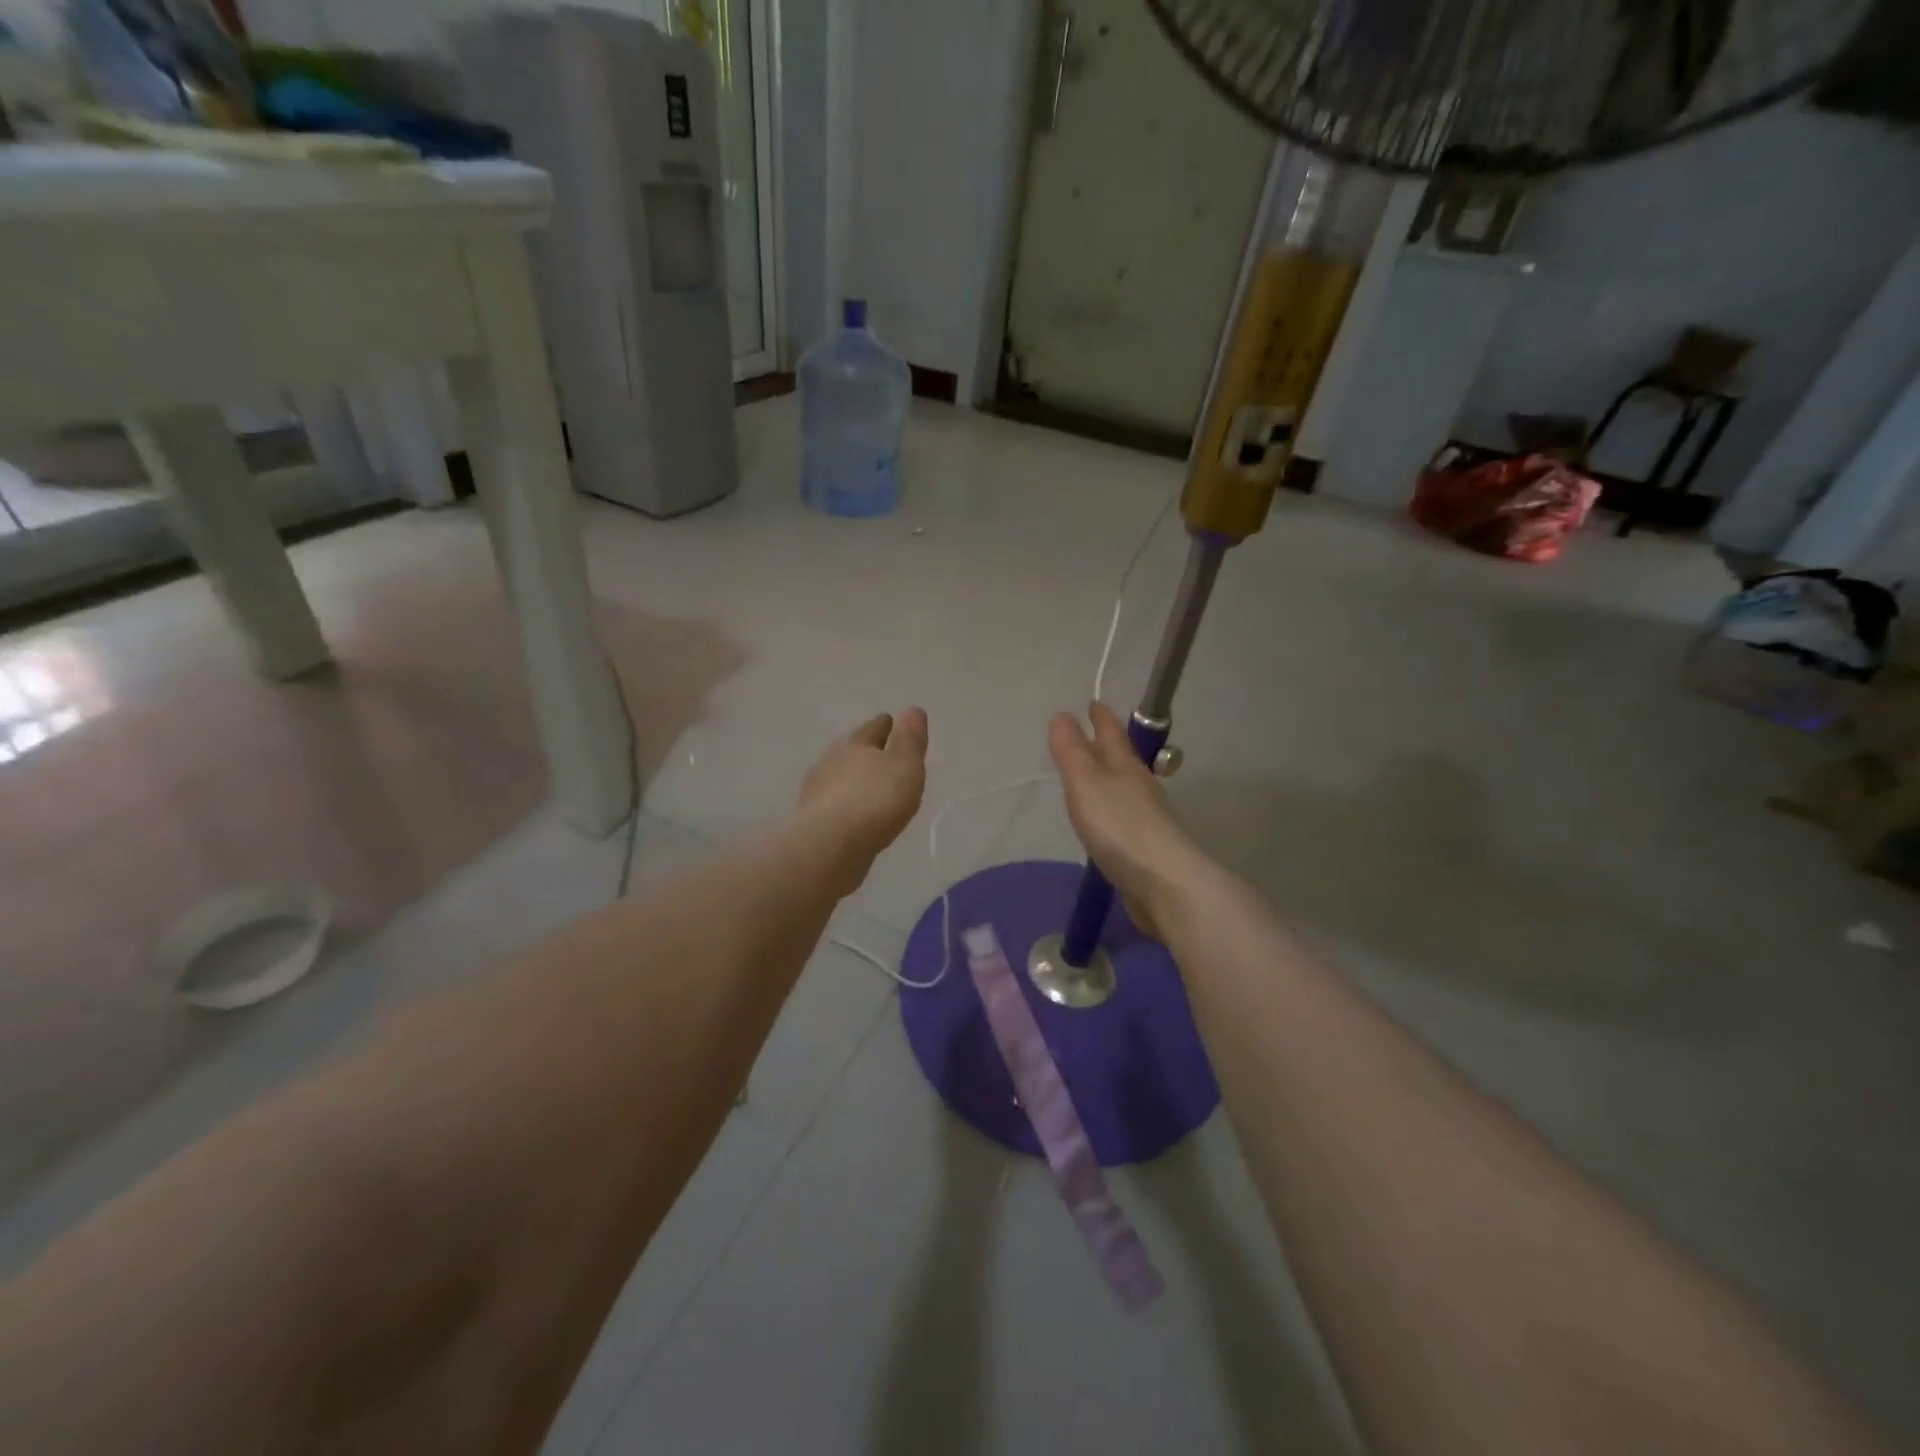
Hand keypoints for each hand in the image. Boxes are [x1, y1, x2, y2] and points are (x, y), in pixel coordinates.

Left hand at [799, 709, 929, 876]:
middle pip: (850, 750)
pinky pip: (832, 804)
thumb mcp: (905, 765)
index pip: (872, 728)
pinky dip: (843, 805)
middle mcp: (830, 761)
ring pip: (837, 777)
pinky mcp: (811, 820)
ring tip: (866, 787)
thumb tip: (913, 709)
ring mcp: (817, 791)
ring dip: (850, 779)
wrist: (832, 843)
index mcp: (855, 744)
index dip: (884, 725)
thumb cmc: (876, 798)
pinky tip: (852, 815)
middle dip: (863, 751)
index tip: (889, 721)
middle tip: (878, 754)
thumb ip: (910, 739)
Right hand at [1048, 703, 1202, 939]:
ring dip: (1109, 778)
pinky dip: (1111, 810)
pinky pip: (1123, 817)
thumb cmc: (1119, 826)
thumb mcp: (1086, 782)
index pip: (1111, 732)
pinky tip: (1103, 822)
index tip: (1093, 703)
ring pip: (1123, 787)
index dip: (1100, 717)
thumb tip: (1063, 716)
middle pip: (1121, 758)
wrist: (1163, 883)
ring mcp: (1145, 817)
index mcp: (1125, 766)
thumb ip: (1072, 752)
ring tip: (1092, 777)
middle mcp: (1139, 786)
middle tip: (1092, 734)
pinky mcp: (1144, 847)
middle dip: (1106, 744)